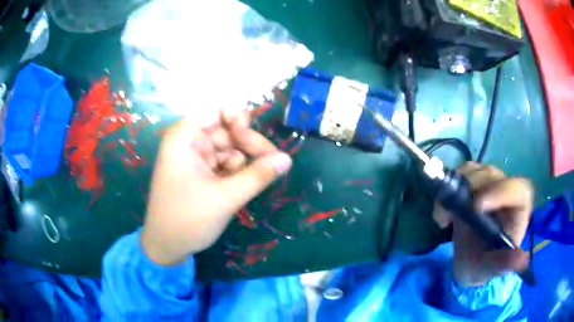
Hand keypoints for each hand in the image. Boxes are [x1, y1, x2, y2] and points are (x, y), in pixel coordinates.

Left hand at [141, 111, 291, 265]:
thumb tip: (288, 158)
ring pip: (229, 147)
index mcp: (185, 138)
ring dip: (243, 163)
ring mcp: (194, 157)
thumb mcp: (226, 198)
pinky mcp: (200, 172)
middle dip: (248, 145)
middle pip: (227, 129)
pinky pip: (224, 163)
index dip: (240, 121)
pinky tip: (236, 189)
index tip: (256, 144)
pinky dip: (235, 173)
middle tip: (272, 164)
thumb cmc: (188, 220)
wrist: (166, 248)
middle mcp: (188, 142)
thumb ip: (258, 175)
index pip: (218, 111)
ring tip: (248, 184)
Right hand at [433, 162, 533, 286]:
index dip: (499, 192)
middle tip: (452, 215)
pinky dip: (447, 189)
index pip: (516, 189)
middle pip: (491, 176)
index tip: (476, 206)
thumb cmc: (483, 266)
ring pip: (474, 170)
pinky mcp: (472, 183)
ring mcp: (488, 184)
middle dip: (470, 191)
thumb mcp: (491, 269)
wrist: (468, 262)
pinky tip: (443, 212)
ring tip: (444, 218)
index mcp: (518, 209)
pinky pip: (459, 173)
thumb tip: (523, 261)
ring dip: (454, 190)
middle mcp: (505, 191)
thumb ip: (504, 264)